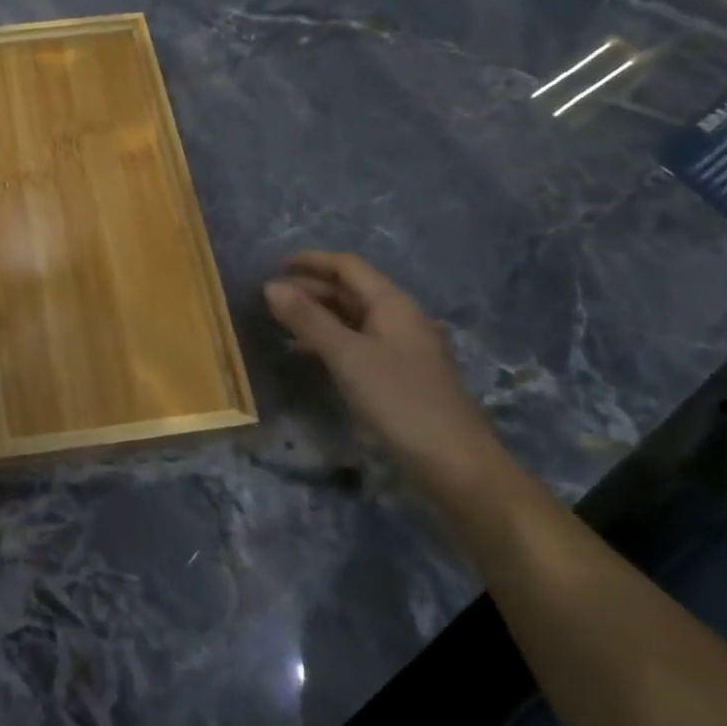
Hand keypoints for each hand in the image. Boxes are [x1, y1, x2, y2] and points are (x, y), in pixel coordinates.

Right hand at [263, 253, 501, 486]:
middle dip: (310, 288)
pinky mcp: (399, 376)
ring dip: (317, 315)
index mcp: (392, 304)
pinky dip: (329, 340)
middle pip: (350, 291)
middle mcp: (399, 319)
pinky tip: (307, 353)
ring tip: (280, 321)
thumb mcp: (347, 356)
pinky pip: (357, 344)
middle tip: (270, 298)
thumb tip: (271, 286)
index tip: (275, 265)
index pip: (348, 267)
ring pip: (352, 318)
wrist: (456, 464)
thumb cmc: (400, 401)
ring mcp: (401, 349)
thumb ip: (308, 319)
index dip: (312, 261)